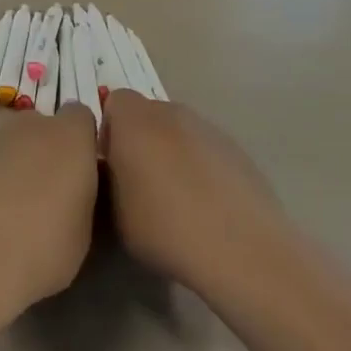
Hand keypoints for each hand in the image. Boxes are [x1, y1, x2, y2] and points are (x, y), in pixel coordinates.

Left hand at [0, 107, 100, 312]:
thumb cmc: (43, 248)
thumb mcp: (83, 231)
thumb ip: (80, 196)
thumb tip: (72, 194)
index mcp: (68, 137)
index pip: (80, 117)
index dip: (80, 141)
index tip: (80, 170)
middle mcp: (27, 126)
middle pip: (39, 128)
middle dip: (42, 151)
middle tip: (42, 193)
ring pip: (4, 145)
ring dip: (8, 166)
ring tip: (4, 210)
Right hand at [100, 93, 295, 297]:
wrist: (241, 250)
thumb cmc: (164, 228)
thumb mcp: (113, 209)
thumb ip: (108, 174)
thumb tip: (115, 164)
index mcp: (136, 121)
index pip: (114, 100)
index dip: (109, 129)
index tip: (110, 163)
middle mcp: (173, 114)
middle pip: (148, 113)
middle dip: (140, 138)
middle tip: (138, 180)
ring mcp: (211, 130)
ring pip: (179, 131)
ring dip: (171, 151)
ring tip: (175, 197)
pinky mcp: (239, 150)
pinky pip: (206, 149)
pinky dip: (199, 166)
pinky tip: (205, 204)